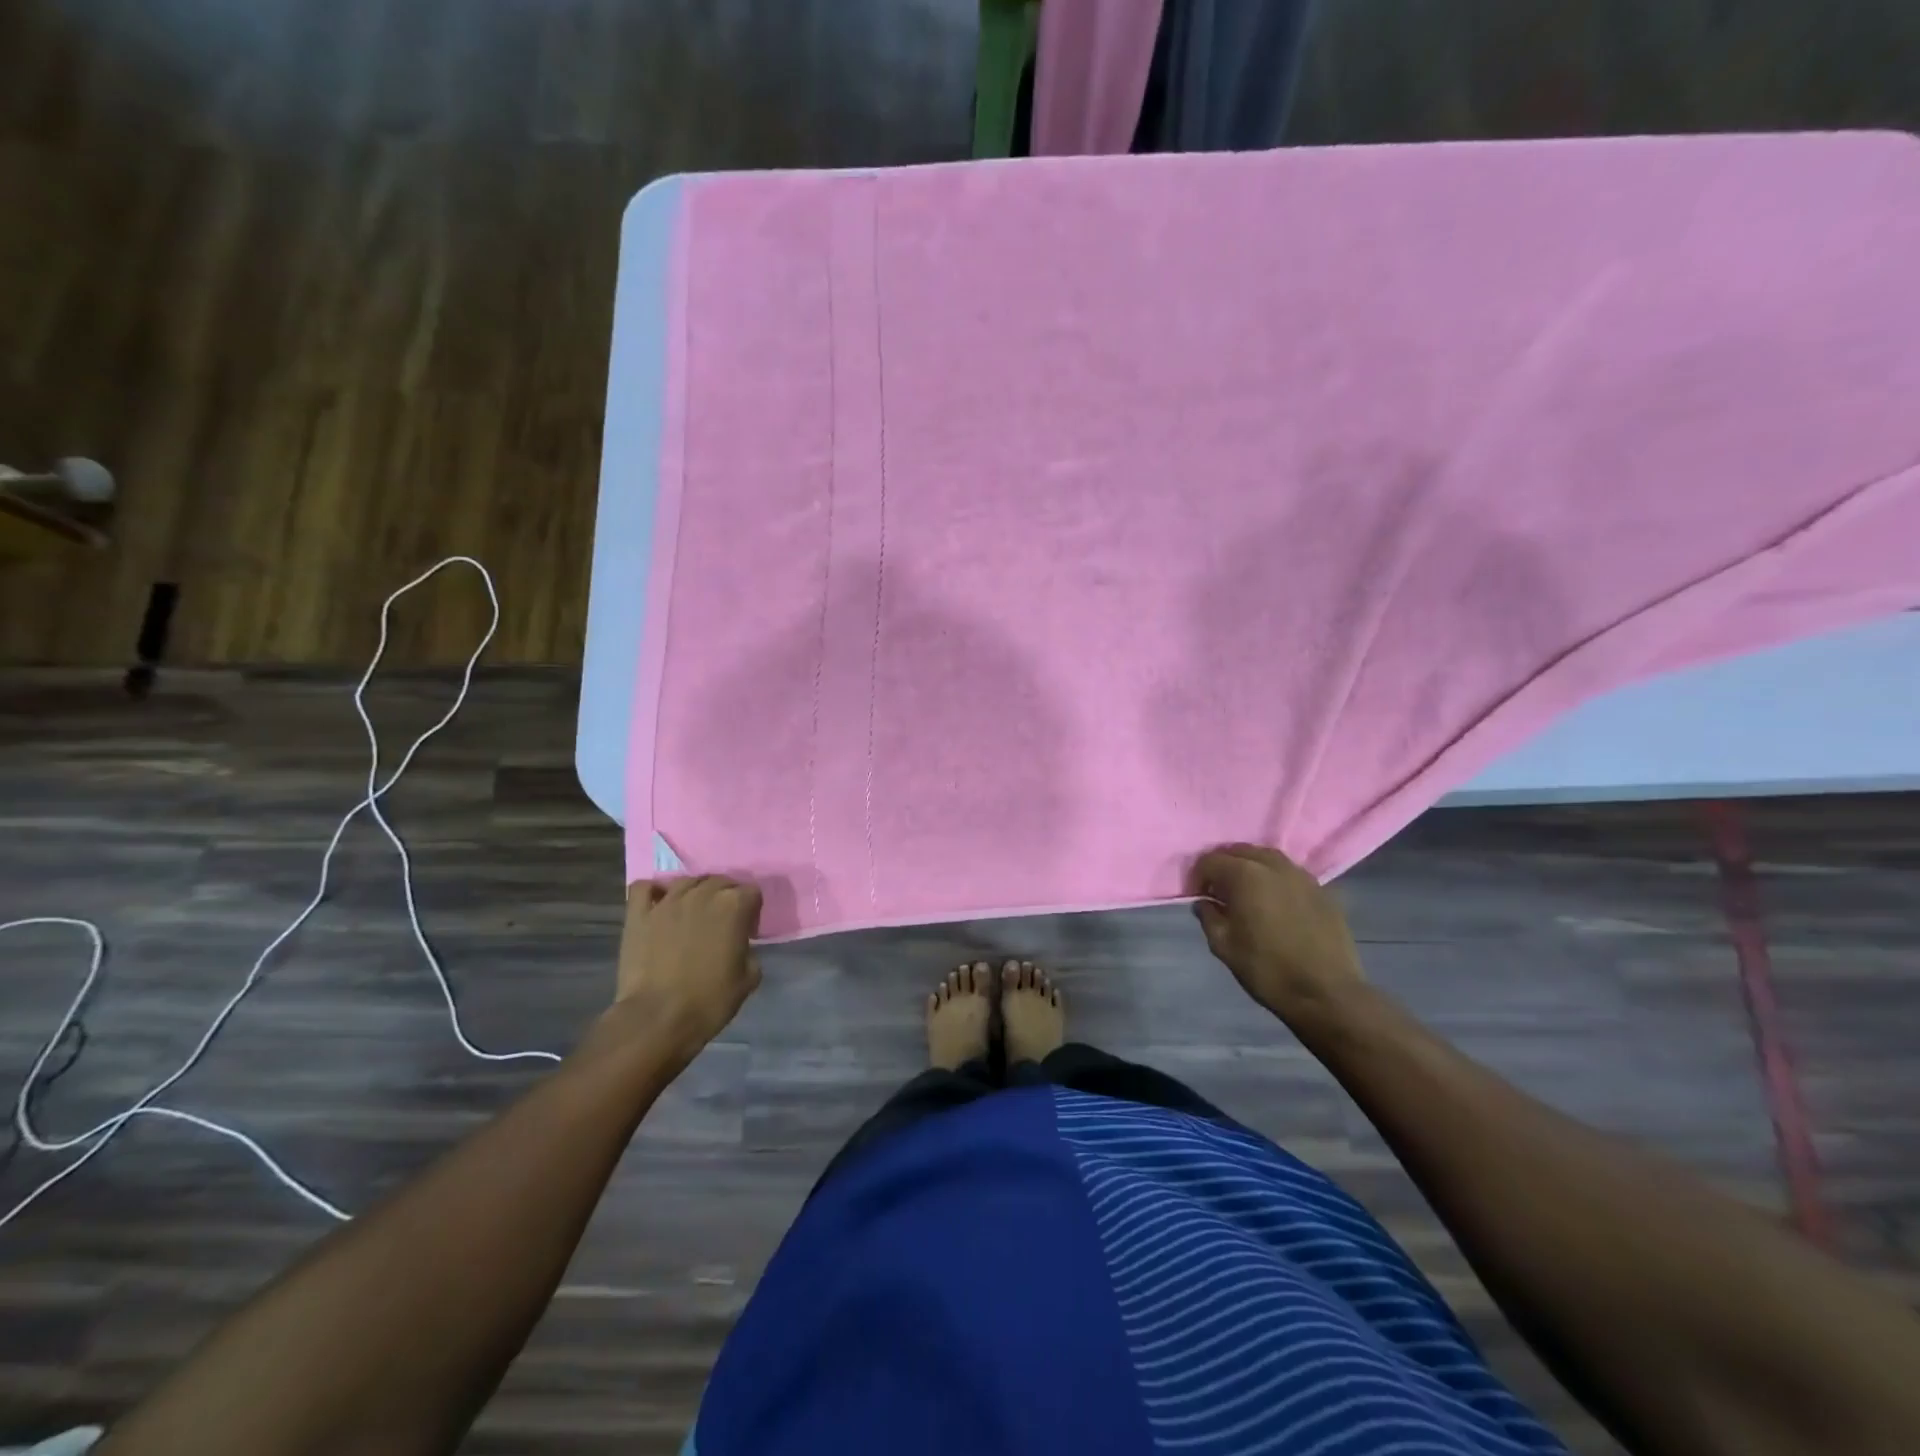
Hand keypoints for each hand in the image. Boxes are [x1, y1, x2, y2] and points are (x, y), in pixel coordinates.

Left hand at [615, 875, 762, 1058]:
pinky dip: (653, 892)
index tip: (747, 931)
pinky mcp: (638, 914)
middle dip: (726, 897)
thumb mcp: (749, 978)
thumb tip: (740, 946)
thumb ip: (750, 951)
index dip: (752, 911)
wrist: (658, 1019)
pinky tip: (658, 905)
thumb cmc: (709, 1001)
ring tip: (692, 914)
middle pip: (720, 881)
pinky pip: (644, 888)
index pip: (752, 892)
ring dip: (695, 892)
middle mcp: (702, 894)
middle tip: (722, 923)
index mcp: (734, 905)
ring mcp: (667, 901)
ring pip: (686, 881)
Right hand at [1188, 844, 1364, 1020]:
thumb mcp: (1224, 946)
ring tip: (1247, 894)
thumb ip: (1208, 917)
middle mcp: (1273, 865)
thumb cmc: (1267, 969)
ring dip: (1251, 869)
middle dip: (1224, 867)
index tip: (1199, 897)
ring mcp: (1302, 875)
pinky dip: (1276, 880)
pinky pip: (1290, 874)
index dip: (1198, 877)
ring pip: (1267, 858)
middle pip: (1239, 851)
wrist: (1327, 993)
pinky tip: (1276, 903)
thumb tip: (1205, 903)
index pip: (1210, 860)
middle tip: (1219, 893)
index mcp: (1245, 875)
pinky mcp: (1323, 890)